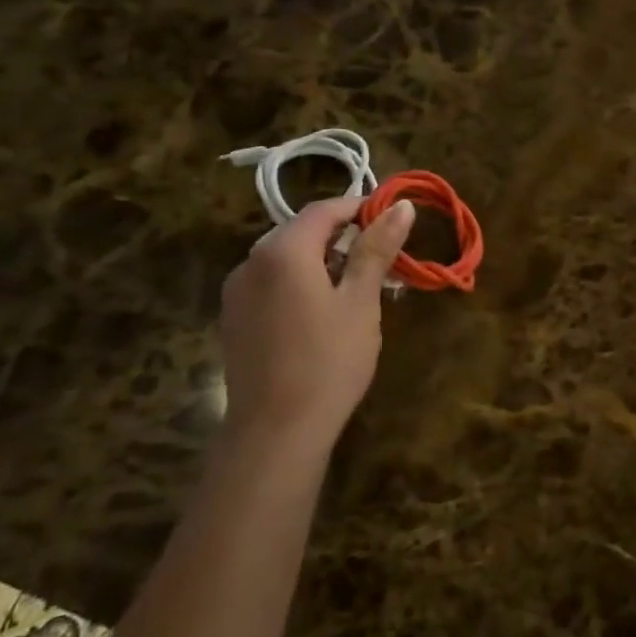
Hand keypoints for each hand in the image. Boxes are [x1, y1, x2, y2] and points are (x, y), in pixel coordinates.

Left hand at [219, 196, 414, 450]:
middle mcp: (251, 261)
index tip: (393, 223)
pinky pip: (271, 283)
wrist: (276, 431)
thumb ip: (376, 249)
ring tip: (355, 289)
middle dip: (342, 237)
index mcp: (283, 250)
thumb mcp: (361, 302)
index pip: (325, 209)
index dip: (361, 209)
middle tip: (380, 260)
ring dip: (321, 261)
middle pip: (301, 231)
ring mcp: (236, 291)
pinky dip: (299, 283)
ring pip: (285, 258)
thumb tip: (401, 205)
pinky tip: (320, 314)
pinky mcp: (234, 318)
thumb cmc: (329, 361)